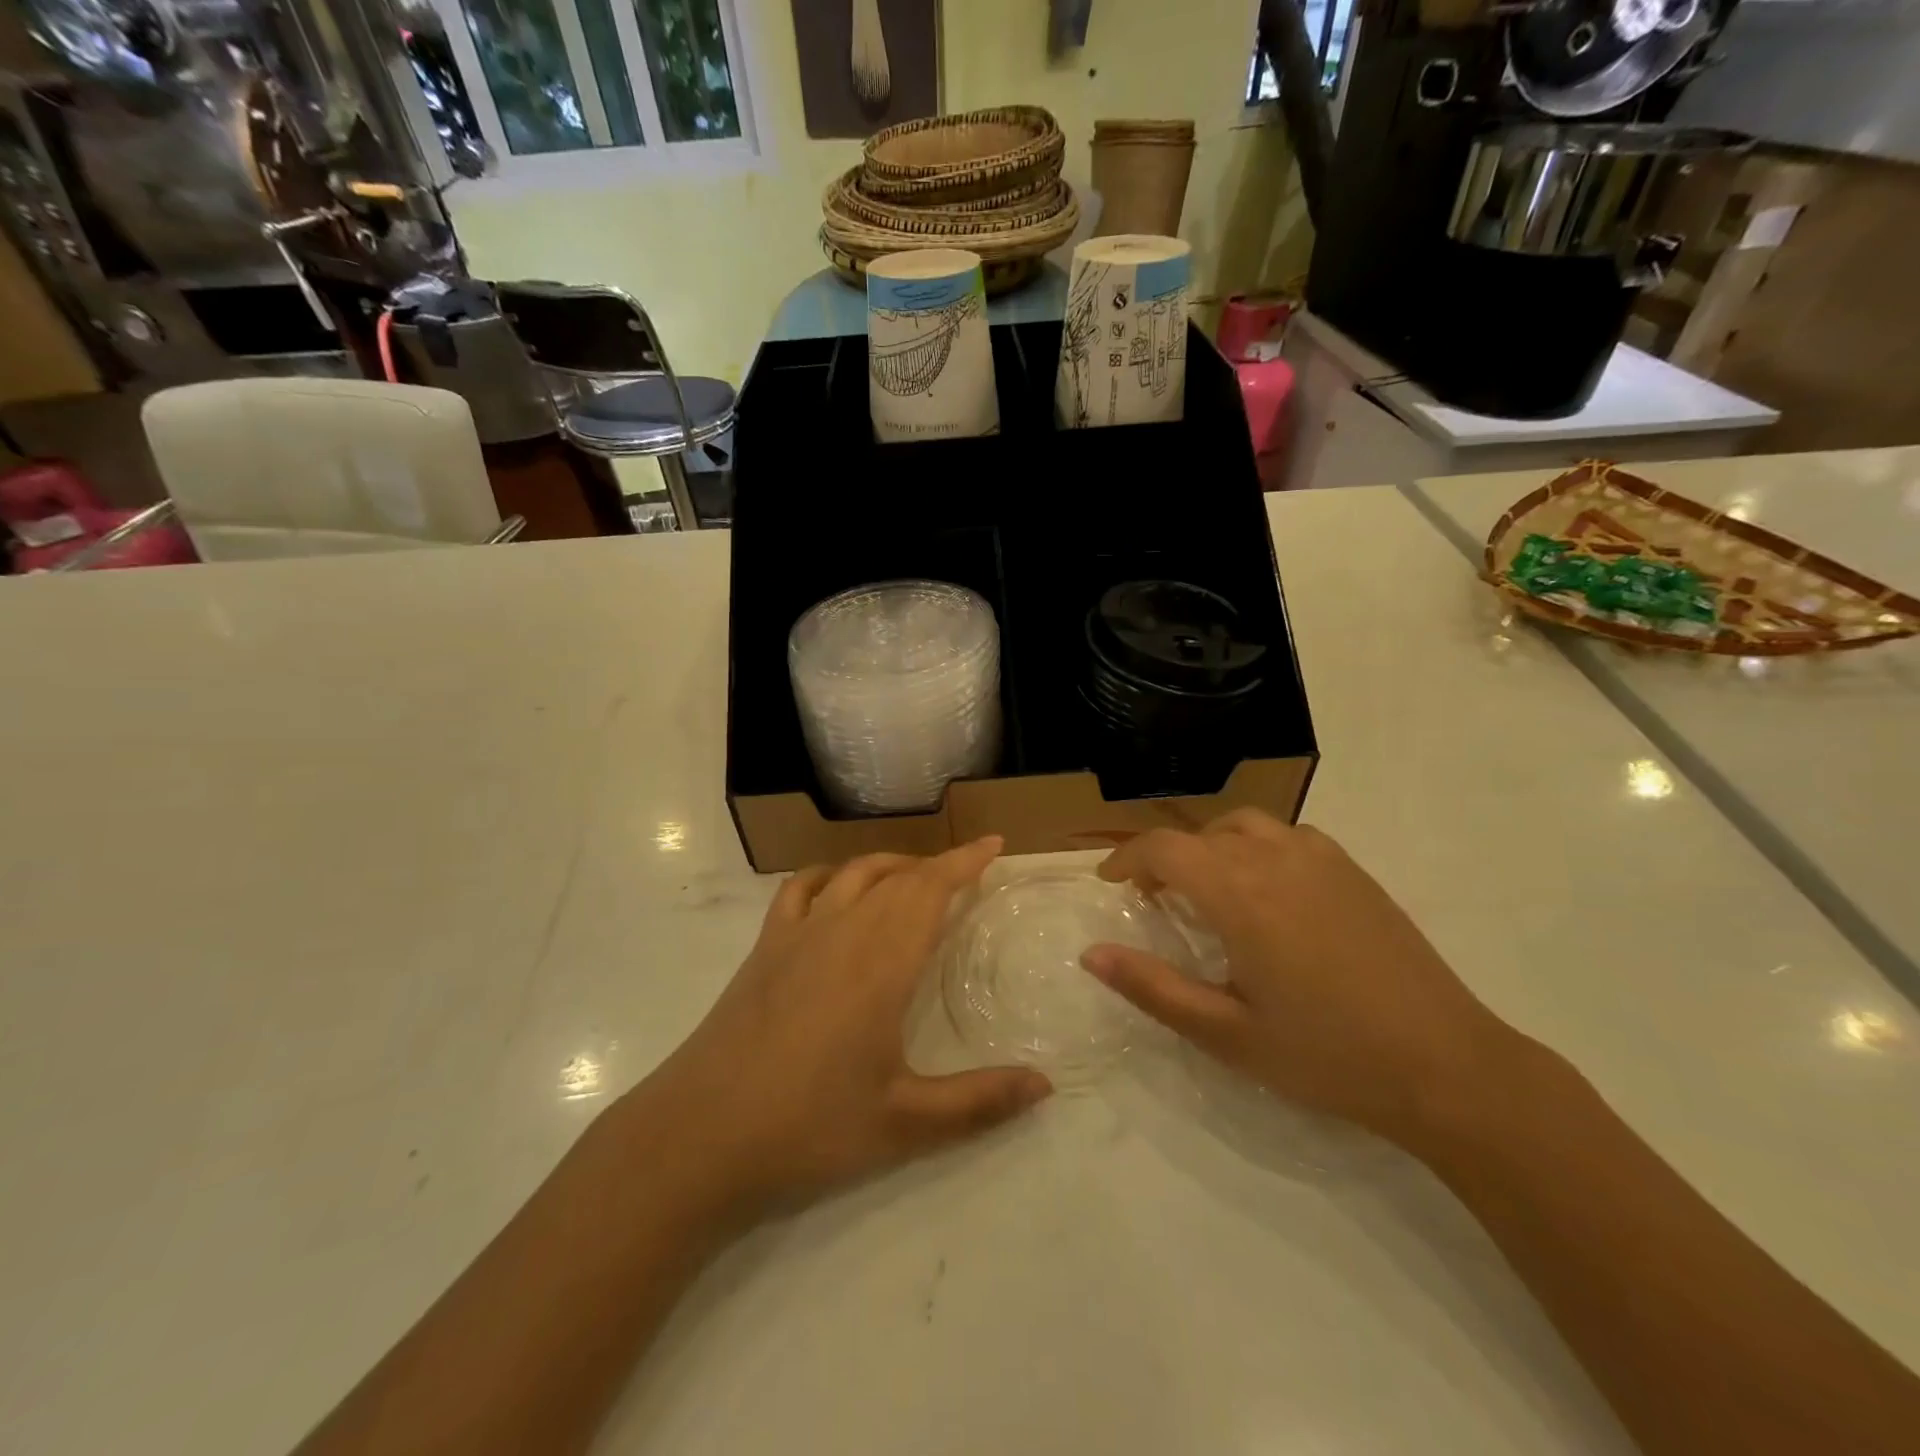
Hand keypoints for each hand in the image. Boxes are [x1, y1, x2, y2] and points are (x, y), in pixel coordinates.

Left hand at [625, 838, 1051, 1222]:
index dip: (965, 861)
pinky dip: (829, 876)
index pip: (931, 889)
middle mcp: (843, 931)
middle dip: (937, 866)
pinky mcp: (764, 949)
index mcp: (882, 961)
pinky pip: (801, 889)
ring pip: (853, 874)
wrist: (700, 1136)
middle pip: (898, 877)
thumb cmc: (809, 1127)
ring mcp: (797, 934)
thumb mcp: (905, 1123)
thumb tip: (1046, 1086)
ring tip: (914, 878)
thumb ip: (979, 1102)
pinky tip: (837, 890)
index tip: (993, 844)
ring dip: (890, 866)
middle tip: (968, 872)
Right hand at [1082, 810, 1516, 1144]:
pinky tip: (1267, 892)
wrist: (1447, 1067)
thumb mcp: (1227, 1034)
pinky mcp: (1353, 870)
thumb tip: (1091, 955)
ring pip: (1244, 825)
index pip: (1163, 848)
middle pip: (1199, 835)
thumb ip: (1152, 988)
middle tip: (1154, 902)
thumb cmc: (1326, 1056)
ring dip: (1210, 847)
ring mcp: (1321, 858)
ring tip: (1207, 889)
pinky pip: (1287, 835)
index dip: (1127, 859)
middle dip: (1164, 859)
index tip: (1111, 884)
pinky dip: (1256, 847)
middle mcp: (1275, 858)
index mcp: (1239, 894)